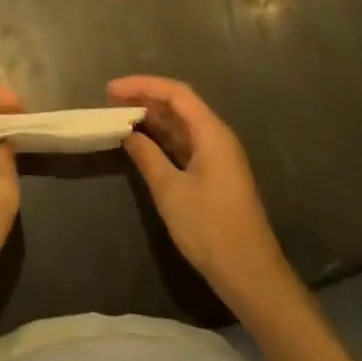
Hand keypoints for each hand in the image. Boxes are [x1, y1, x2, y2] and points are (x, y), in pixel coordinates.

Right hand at [109, 76, 297, 311]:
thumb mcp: (170, 191)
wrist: (251, 275)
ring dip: (152, 118)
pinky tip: (141, 142)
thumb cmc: (210, 228)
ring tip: (120, 116)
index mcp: (212, 133)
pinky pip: (185, 143)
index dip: (142, 85)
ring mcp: (217, 156)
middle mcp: (217, 137)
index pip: (175, 93)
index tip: (111, 89)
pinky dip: (162, 138)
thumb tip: (128, 132)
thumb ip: (147, 156)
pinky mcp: (215, 175)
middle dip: (145, 98)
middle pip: (179, 105)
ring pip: (181, 124)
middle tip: (110, 100)